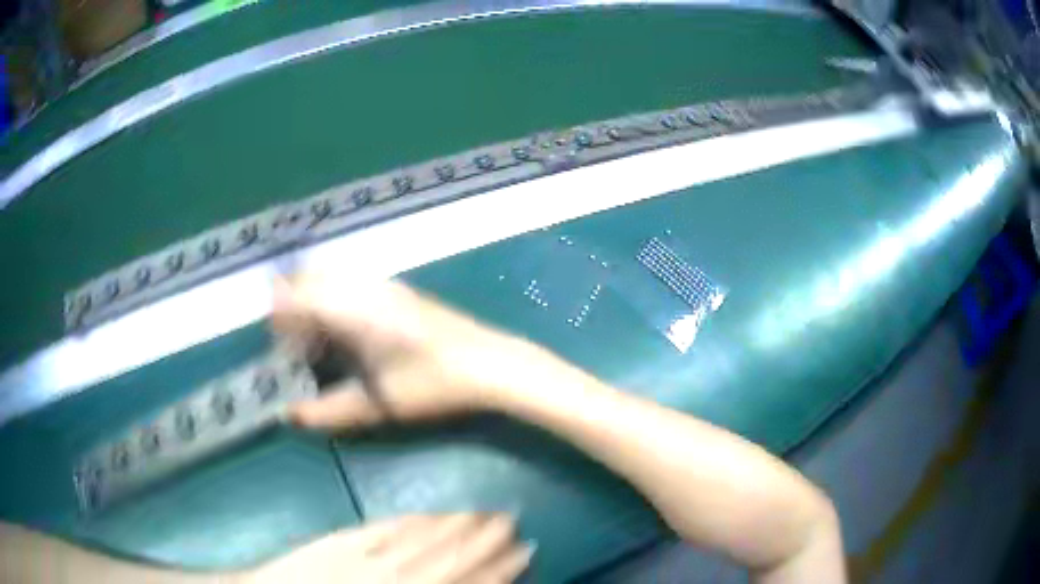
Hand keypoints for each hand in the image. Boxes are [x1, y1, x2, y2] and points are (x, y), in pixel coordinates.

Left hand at [242, 514, 533, 583]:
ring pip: (421, 540)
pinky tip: (427, 512)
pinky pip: (383, 530)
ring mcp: (364, 559)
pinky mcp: (339, 542)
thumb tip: (455, 582)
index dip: (496, 569)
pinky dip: (410, 521)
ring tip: (483, 510)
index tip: (524, 549)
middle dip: (484, 542)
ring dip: (455, 526)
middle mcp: (393, 581)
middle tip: (513, 519)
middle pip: (448, 559)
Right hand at [272, 273, 556, 428]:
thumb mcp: (377, 405)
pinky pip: (352, 283)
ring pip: (331, 279)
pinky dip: (336, 299)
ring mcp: (386, 284)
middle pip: (310, 279)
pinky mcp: (400, 290)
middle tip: (295, 344)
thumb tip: (291, 415)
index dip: (279, 314)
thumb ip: (328, 411)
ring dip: (315, 301)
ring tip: (319, 340)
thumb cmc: (432, 385)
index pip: (298, 294)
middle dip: (293, 306)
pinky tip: (348, 332)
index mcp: (353, 309)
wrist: (490, 363)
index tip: (278, 341)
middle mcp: (365, 287)